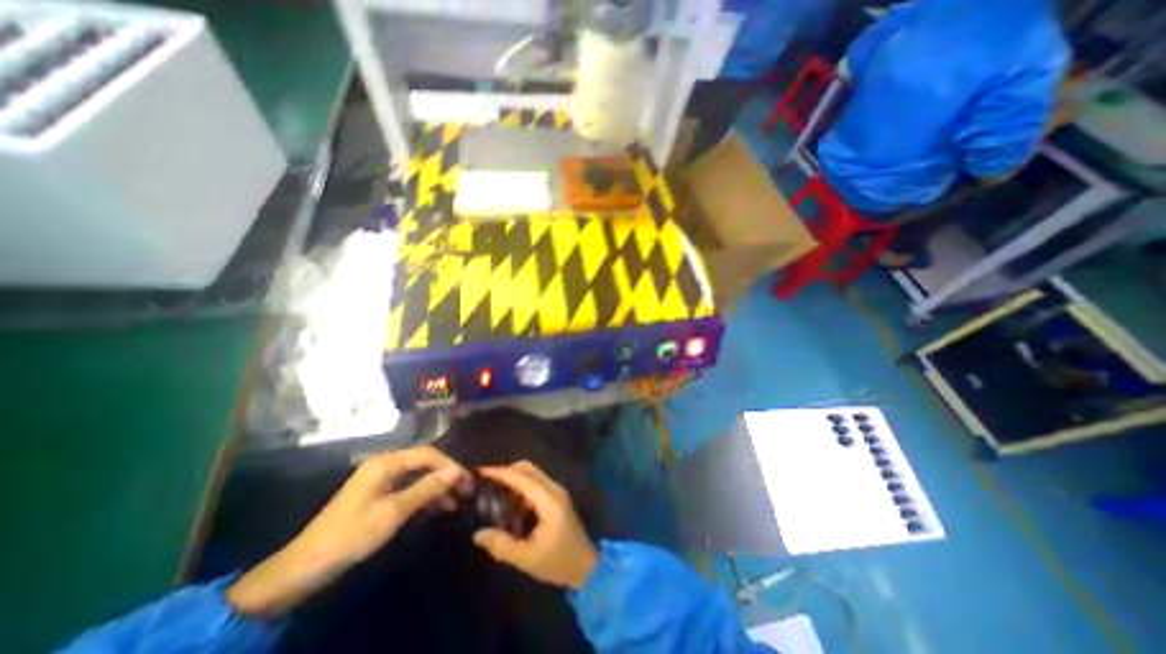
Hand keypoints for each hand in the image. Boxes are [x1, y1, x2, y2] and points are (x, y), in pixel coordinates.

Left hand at [227, 448, 465, 615]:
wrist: (303, 568)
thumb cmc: (352, 536)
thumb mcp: (394, 512)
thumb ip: (427, 489)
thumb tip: (457, 471)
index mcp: (386, 463)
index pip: (428, 454)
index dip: (450, 465)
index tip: (468, 481)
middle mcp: (384, 464)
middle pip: (424, 462)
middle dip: (446, 475)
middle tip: (465, 490)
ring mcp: (380, 478)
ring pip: (418, 475)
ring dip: (437, 486)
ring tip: (456, 501)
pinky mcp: (377, 493)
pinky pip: (408, 486)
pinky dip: (424, 494)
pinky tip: (437, 506)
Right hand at [473, 461, 601, 590]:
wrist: (586, 566)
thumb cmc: (558, 562)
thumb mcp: (527, 558)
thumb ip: (502, 545)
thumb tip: (478, 534)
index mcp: (548, 501)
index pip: (522, 478)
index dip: (501, 473)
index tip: (481, 471)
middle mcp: (554, 489)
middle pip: (528, 469)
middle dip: (506, 471)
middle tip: (486, 482)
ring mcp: (557, 491)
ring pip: (533, 473)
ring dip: (515, 477)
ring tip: (495, 490)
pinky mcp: (558, 497)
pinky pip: (537, 482)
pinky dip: (522, 484)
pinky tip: (511, 501)